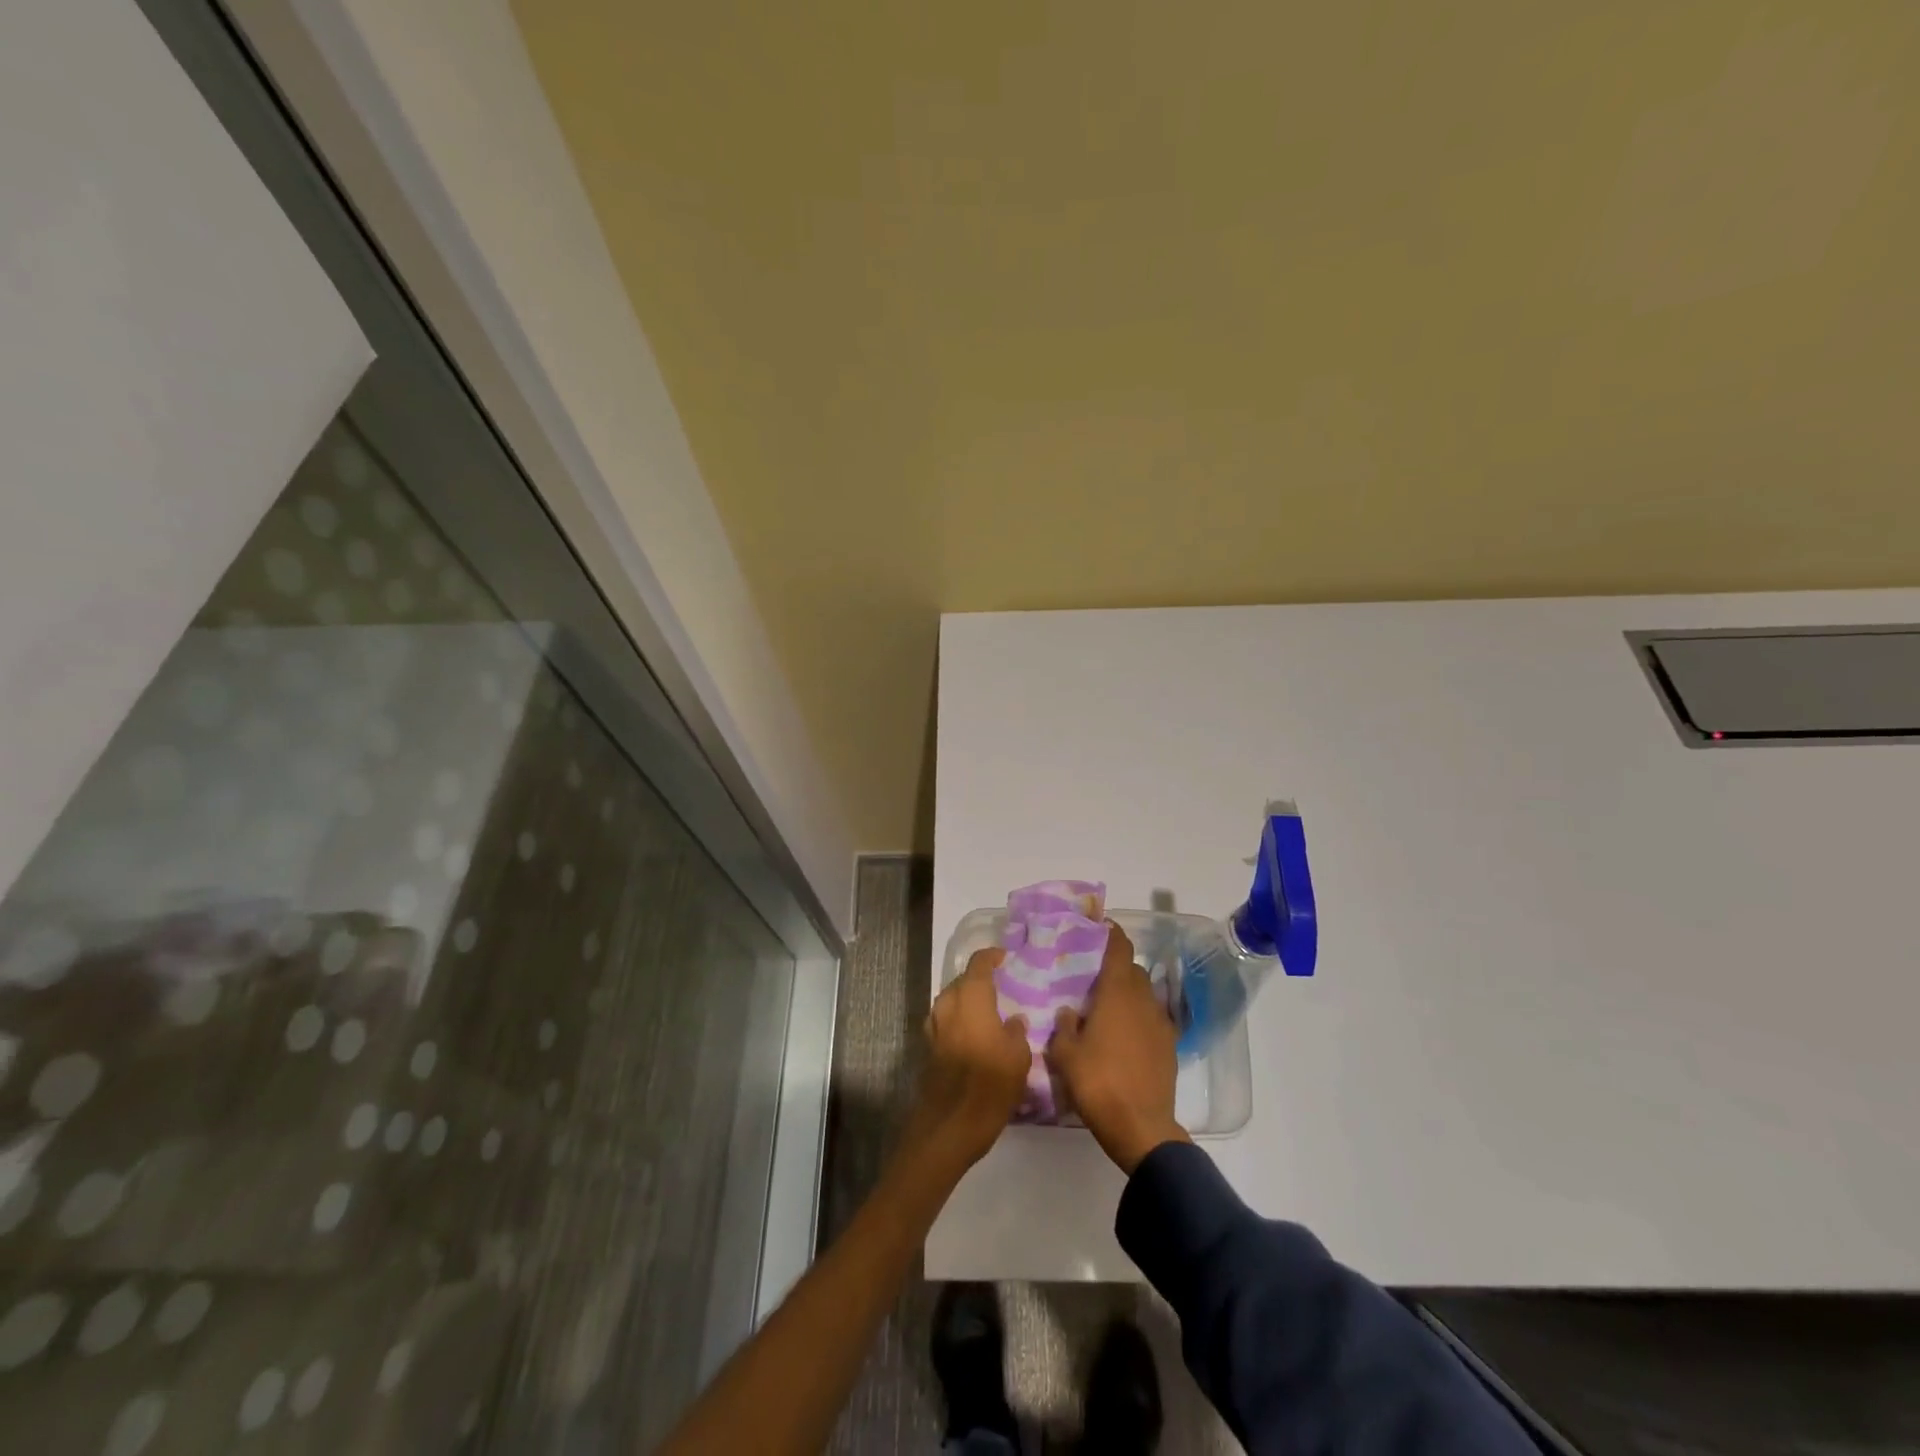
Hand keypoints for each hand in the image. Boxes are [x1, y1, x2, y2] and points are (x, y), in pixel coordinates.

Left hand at [907, 948, 1032, 1168]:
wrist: (949, 1126)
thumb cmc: (990, 1086)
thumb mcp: (1018, 1059)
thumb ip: (1016, 1033)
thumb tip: (1014, 1020)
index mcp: (972, 999)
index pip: (978, 965)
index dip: (991, 957)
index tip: (1004, 957)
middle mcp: (948, 1006)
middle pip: (961, 981)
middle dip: (977, 980)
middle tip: (998, 987)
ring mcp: (934, 1027)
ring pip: (950, 1001)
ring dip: (965, 1000)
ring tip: (986, 1010)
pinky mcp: (928, 1048)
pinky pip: (944, 1021)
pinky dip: (957, 1019)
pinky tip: (972, 1034)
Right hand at [1046, 923, 1190, 1173]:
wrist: (1141, 1128)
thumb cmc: (1098, 1083)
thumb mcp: (1065, 1055)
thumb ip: (1064, 1027)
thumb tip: (1069, 1012)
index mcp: (1117, 993)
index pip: (1119, 948)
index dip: (1110, 933)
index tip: (1097, 927)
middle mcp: (1143, 1000)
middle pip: (1132, 970)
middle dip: (1115, 968)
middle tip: (1092, 977)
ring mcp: (1161, 1023)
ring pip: (1144, 994)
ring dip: (1128, 994)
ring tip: (1106, 1008)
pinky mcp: (1170, 1046)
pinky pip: (1153, 1019)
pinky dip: (1139, 1018)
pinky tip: (1124, 1036)